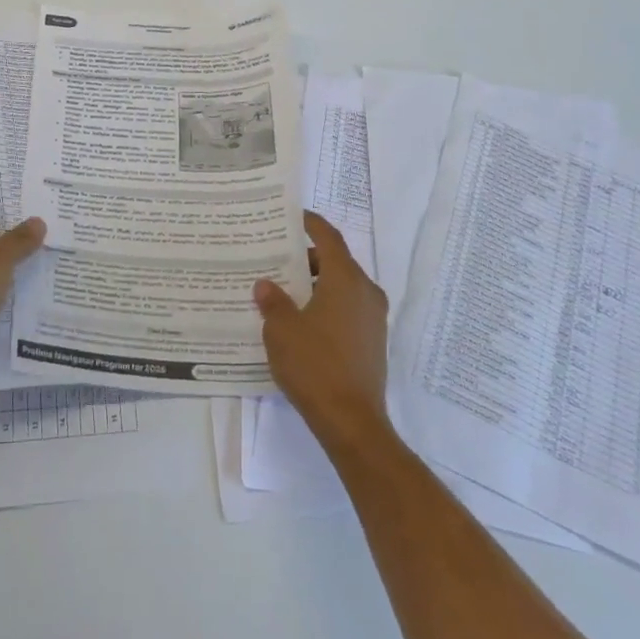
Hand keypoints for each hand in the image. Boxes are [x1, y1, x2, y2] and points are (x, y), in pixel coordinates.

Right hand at [254, 211, 391, 458]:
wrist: (352, 422)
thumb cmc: (315, 365)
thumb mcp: (282, 329)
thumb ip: (273, 301)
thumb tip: (266, 285)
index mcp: (346, 279)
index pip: (328, 238)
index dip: (311, 223)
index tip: (293, 216)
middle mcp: (365, 292)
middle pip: (335, 262)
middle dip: (306, 259)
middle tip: (276, 260)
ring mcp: (373, 319)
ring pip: (342, 288)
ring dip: (315, 285)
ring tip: (283, 293)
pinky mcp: (372, 342)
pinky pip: (347, 310)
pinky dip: (326, 305)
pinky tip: (301, 322)